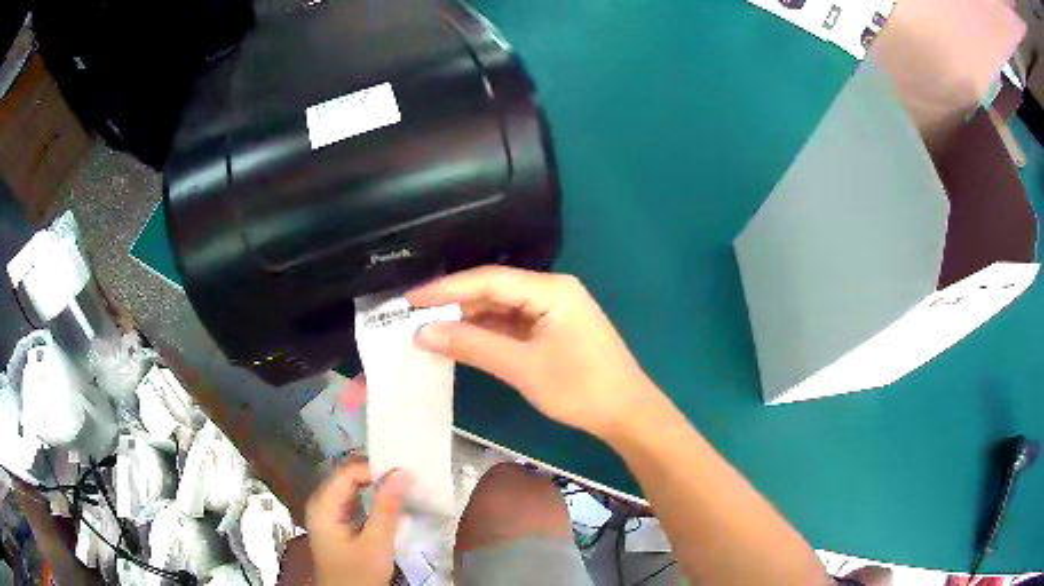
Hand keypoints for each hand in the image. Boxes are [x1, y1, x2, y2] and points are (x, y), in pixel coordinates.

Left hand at [305, 460, 408, 585]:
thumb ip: (387, 508)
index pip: (347, 472)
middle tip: (405, 476)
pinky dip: (371, 498)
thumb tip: (401, 472)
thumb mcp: (376, 543)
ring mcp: (327, 513)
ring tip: (401, 485)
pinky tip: (389, 502)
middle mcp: (321, 503)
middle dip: (375, 474)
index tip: (404, 472)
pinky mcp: (336, 523)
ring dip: (374, 485)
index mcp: (323, 505)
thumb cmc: (358, 574)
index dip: (374, 468)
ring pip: (350, 488)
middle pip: (346, 477)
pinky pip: (352, 500)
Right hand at [408, 266, 655, 439]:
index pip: (489, 280)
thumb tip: (423, 332)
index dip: (446, 288)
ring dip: (469, 318)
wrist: (627, 413)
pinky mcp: (553, 330)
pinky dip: (487, 332)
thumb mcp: (522, 367)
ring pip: (502, 307)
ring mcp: (554, 310)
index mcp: (550, 289)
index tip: (410, 298)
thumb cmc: (580, 388)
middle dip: (455, 302)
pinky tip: (461, 339)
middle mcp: (552, 291)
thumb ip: (472, 345)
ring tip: (429, 327)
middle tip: (414, 314)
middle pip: (494, 290)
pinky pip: (513, 324)